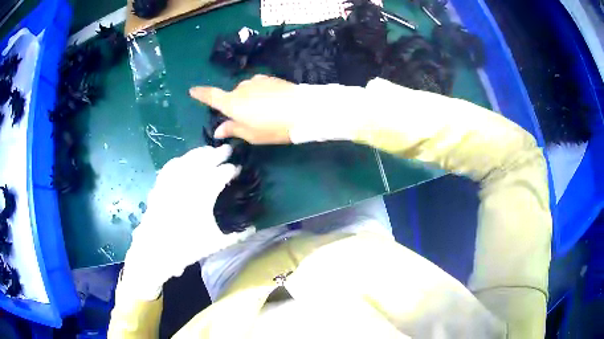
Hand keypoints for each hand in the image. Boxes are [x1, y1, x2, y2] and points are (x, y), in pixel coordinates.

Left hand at [121, 145, 254, 299]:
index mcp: (203, 195)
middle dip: (218, 153)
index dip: (230, 169)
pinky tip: (184, 160)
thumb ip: (237, 236)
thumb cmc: (186, 248)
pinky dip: (181, 160)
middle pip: (204, 160)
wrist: (156, 251)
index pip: (220, 175)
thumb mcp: (215, 243)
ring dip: (200, 153)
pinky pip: (171, 166)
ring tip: (209, 150)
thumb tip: (254, 229)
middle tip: (229, 149)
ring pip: (187, 159)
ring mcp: (171, 182)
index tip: (238, 168)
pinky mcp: (160, 185)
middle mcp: (187, 183)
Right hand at [190, 75, 295, 143]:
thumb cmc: (275, 127)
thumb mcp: (252, 135)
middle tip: (250, 120)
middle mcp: (240, 88)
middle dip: (235, 106)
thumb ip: (233, 130)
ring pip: (245, 91)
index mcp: (232, 103)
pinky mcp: (269, 78)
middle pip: (231, 96)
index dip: (201, 94)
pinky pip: (257, 86)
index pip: (211, 96)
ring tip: (265, 113)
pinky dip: (259, 94)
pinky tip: (272, 103)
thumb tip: (218, 130)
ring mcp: (255, 81)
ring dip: (248, 100)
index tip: (192, 90)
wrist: (304, 109)